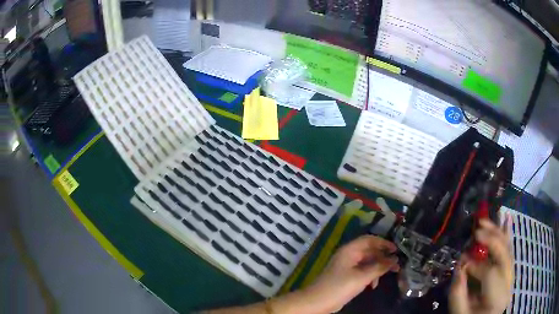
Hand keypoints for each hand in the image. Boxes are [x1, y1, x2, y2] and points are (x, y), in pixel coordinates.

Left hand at [305, 235, 399, 312]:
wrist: (318, 302)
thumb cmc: (339, 287)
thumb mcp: (362, 277)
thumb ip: (379, 267)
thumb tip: (395, 259)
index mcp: (350, 250)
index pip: (369, 240)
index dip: (384, 243)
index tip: (396, 250)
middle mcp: (348, 255)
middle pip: (370, 251)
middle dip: (383, 257)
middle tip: (397, 264)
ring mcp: (347, 266)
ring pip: (367, 262)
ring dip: (378, 267)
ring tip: (390, 274)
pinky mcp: (346, 276)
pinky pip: (362, 271)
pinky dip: (370, 275)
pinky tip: (374, 285)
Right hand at [449, 218, 513, 313]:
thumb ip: (458, 294)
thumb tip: (459, 266)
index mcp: (498, 298)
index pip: (490, 273)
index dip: (475, 265)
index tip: (461, 262)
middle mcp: (509, 284)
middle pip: (504, 255)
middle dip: (491, 240)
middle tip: (477, 229)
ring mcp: (511, 277)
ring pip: (508, 250)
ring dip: (498, 233)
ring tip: (485, 221)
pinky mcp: (509, 273)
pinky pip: (510, 251)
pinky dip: (507, 236)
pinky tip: (506, 220)